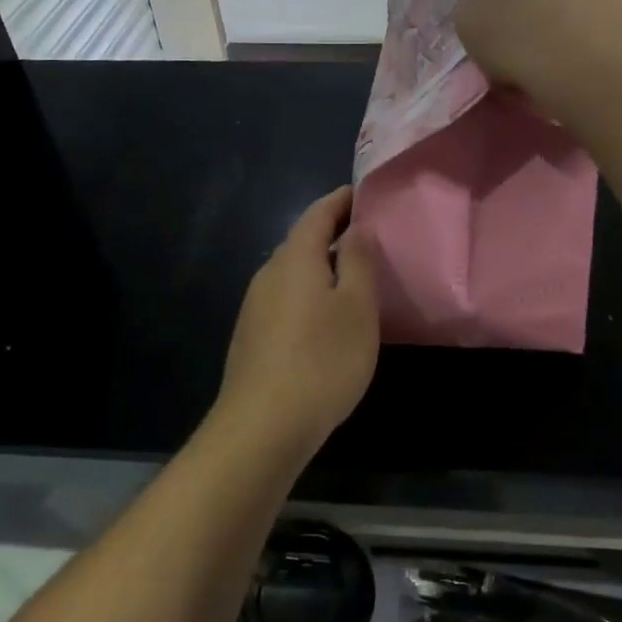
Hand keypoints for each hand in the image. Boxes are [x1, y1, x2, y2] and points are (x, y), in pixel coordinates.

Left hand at [214, 186, 378, 457]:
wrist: (261, 428)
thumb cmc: (322, 360)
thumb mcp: (357, 307)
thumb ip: (359, 260)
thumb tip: (357, 227)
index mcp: (295, 258)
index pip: (318, 212)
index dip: (343, 200)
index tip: (365, 193)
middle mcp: (269, 273)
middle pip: (303, 240)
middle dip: (333, 231)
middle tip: (369, 235)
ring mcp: (255, 306)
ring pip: (293, 272)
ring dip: (322, 265)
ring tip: (354, 275)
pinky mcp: (252, 336)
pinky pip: (286, 298)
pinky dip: (309, 292)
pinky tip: (326, 318)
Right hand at [458, 0, 621, 121]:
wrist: (599, 72)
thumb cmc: (523, 33)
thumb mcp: (467, 17)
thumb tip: (498, 2)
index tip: (498, 17)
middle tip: (525, 33)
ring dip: (566, 5)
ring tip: (556, 50)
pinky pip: (603, 2)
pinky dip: (592, 22)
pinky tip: (582, 55)